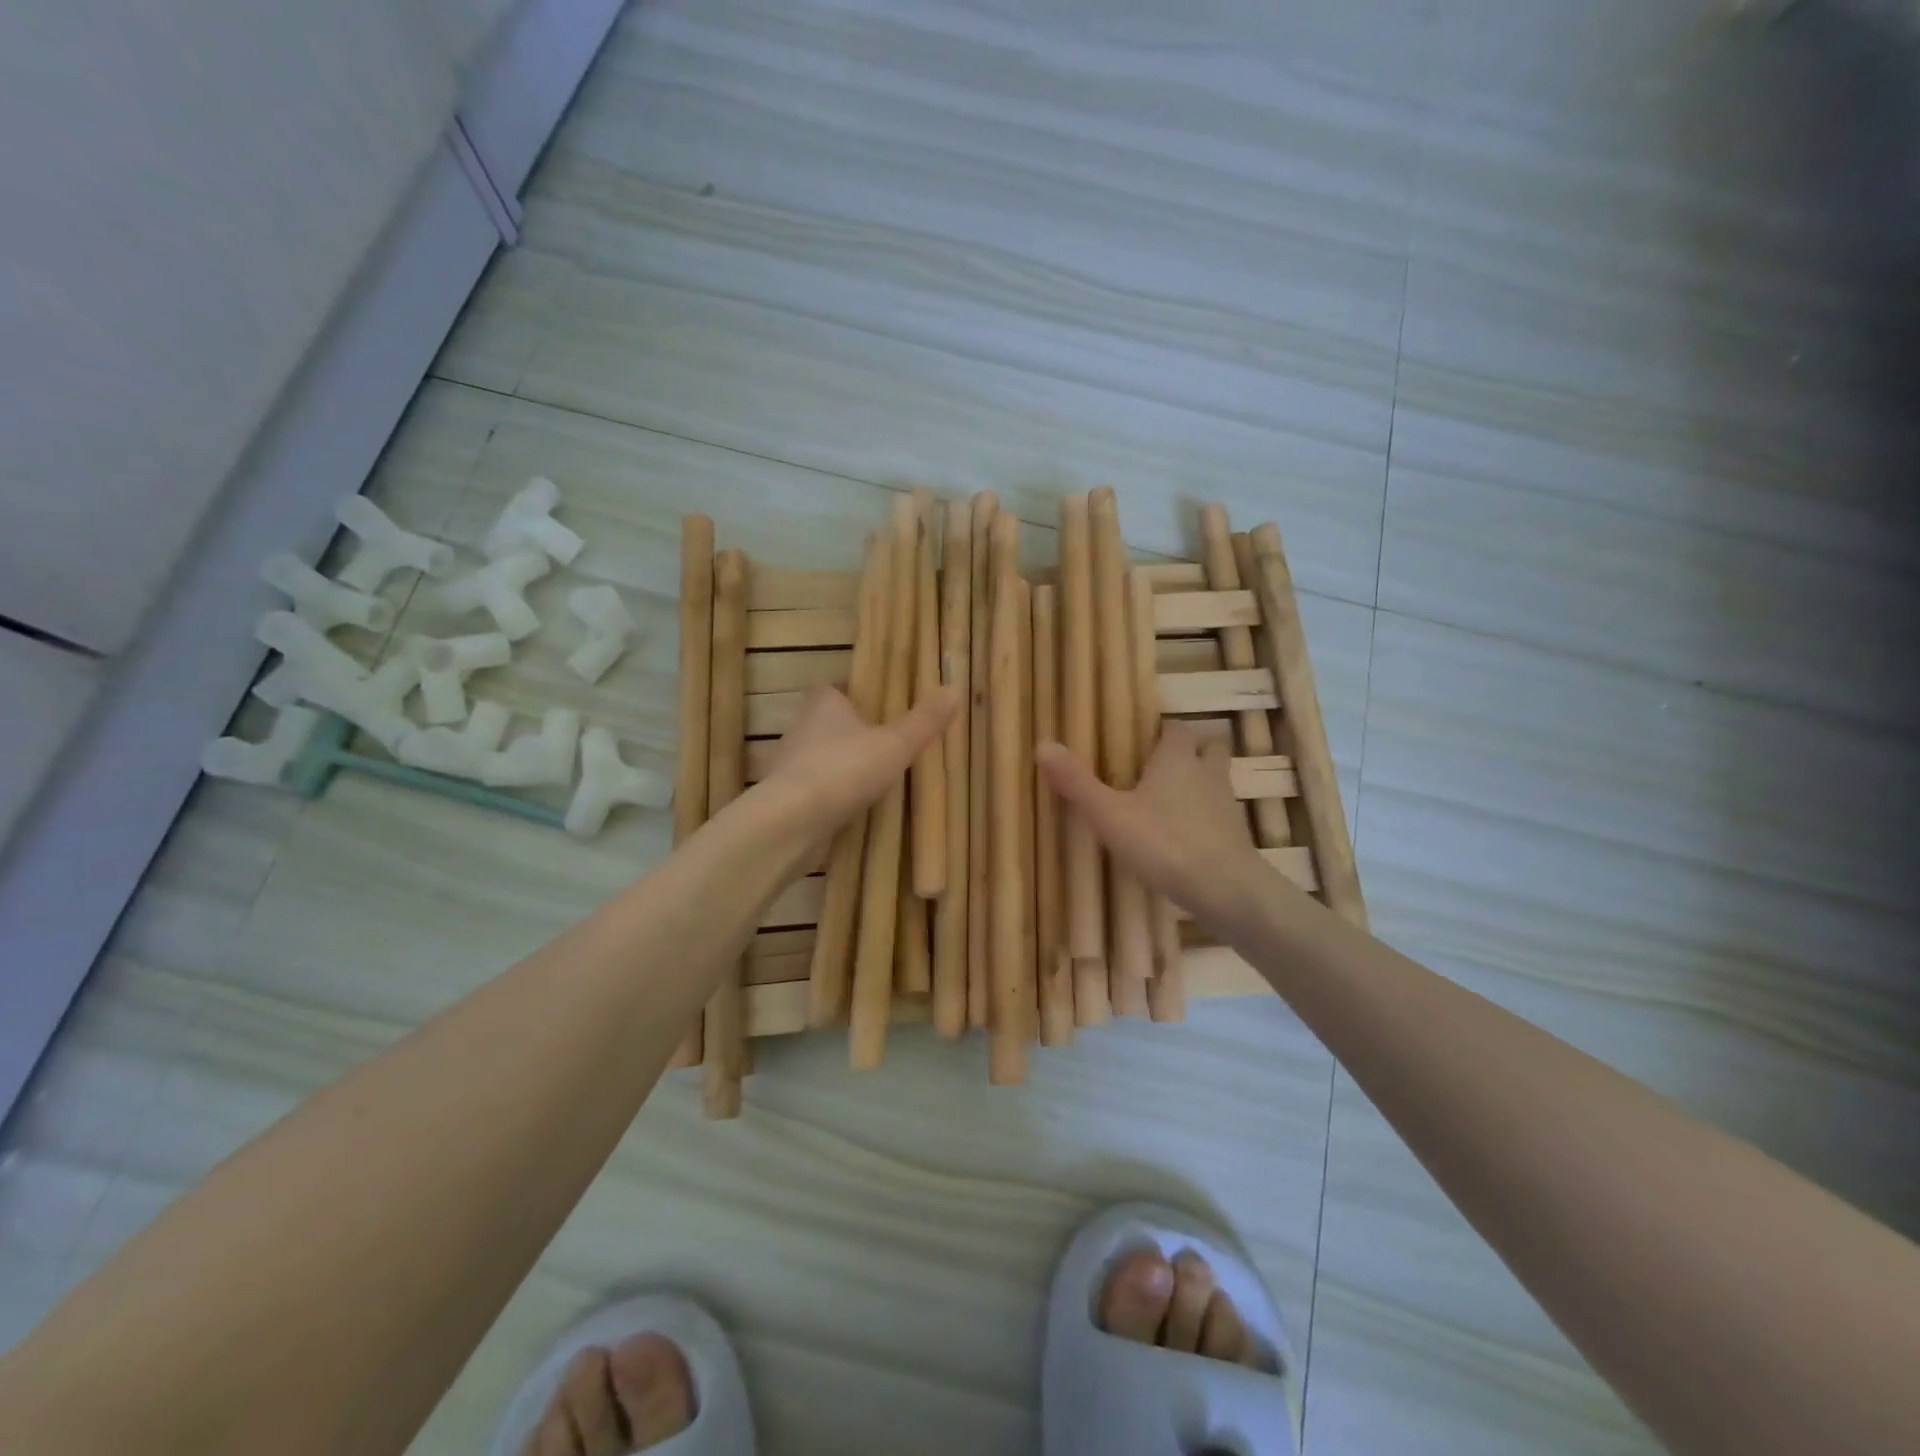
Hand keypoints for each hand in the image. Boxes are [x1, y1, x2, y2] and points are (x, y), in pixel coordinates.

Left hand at [739, 684, 957, 855]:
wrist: (791, 822)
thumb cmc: (844, 770)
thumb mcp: (895, 744)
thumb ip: (924, 721)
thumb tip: (954, 689)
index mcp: (824, 703)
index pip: (838, 689)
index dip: (858, 696)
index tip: (883, 710)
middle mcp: (803, 727)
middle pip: (832, 724)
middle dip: (855, 734)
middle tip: (890, 747)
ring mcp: (792, 764)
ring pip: (824, 758)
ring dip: (845, 768)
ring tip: (879, 781)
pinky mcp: (788, 798)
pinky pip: (818, 790)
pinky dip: (834, 796)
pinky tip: (857, 809)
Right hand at [1037, 722, 1279, 933]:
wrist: (1226, 889)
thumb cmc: (1164, 842)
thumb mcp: (1109, 814)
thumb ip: (1077, 783)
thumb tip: (1043, 744)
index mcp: (1177, 759)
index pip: (1177, 728)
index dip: (1163, 731)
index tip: (1144, 739)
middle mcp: (1207, 774)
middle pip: (1209, 749)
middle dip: (1191, 754)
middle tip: (1161, 770)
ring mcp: (1227, 806)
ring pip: (1217, 783)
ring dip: (1200, 787)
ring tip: (1172, 805)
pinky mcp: (1237, 838)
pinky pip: (1221, 818)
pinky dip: (1207, 821)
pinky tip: (1185, 841)